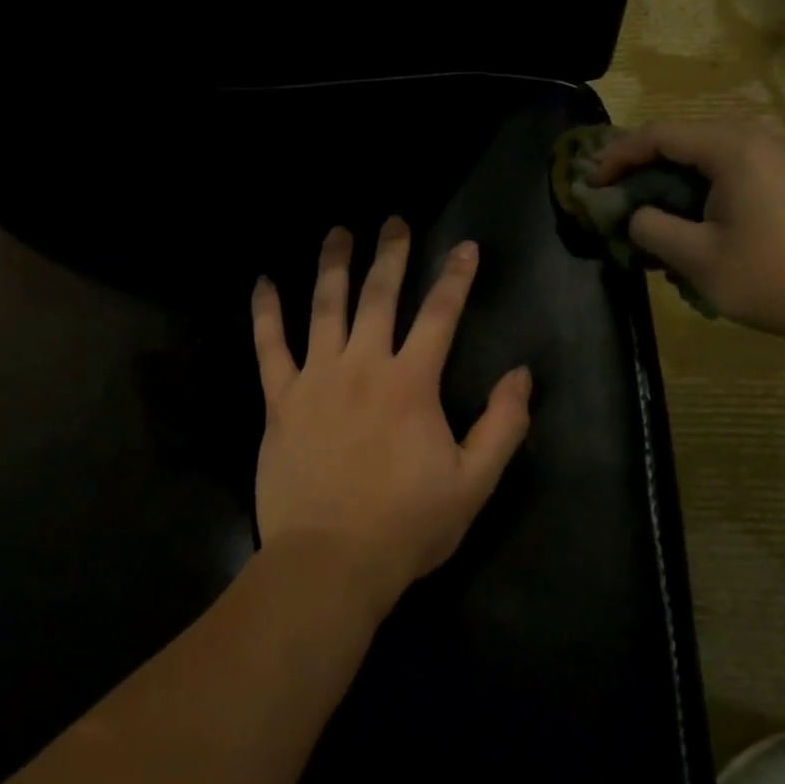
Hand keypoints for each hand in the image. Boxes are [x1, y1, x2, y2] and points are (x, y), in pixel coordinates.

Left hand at [250, 219, 533, 617]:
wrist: (329, 563)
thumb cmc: (406, 525)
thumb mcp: (474, 483)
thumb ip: (503, 425)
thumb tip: (521, 374)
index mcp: (411, 384)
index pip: (440, 315)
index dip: (456, 277)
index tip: (465, 247)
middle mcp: (362, 366)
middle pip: (379, 296)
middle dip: (391, 254)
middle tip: (394, 220)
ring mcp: (316, 379)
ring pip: (324, 308)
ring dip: (332, 265)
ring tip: (338, 232)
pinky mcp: (279, 400)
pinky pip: (268, 347)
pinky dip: (265, 312)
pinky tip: (263, 282)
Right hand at [591, 119, 784, 341]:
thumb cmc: (768, 276)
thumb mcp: (696, 257)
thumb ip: (652, 228)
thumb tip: (637, 216)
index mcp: (732, 148)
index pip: (659, 135)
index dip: (618, 156)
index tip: (592, 183)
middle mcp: (756, 141)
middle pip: (683, 139)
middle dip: (643, 165)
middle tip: (614, 193)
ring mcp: (777, 160)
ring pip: (707, 156)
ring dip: (671, 179)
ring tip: (646, 209)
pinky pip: (730, 171)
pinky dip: (699, 189)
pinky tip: (689, 221)